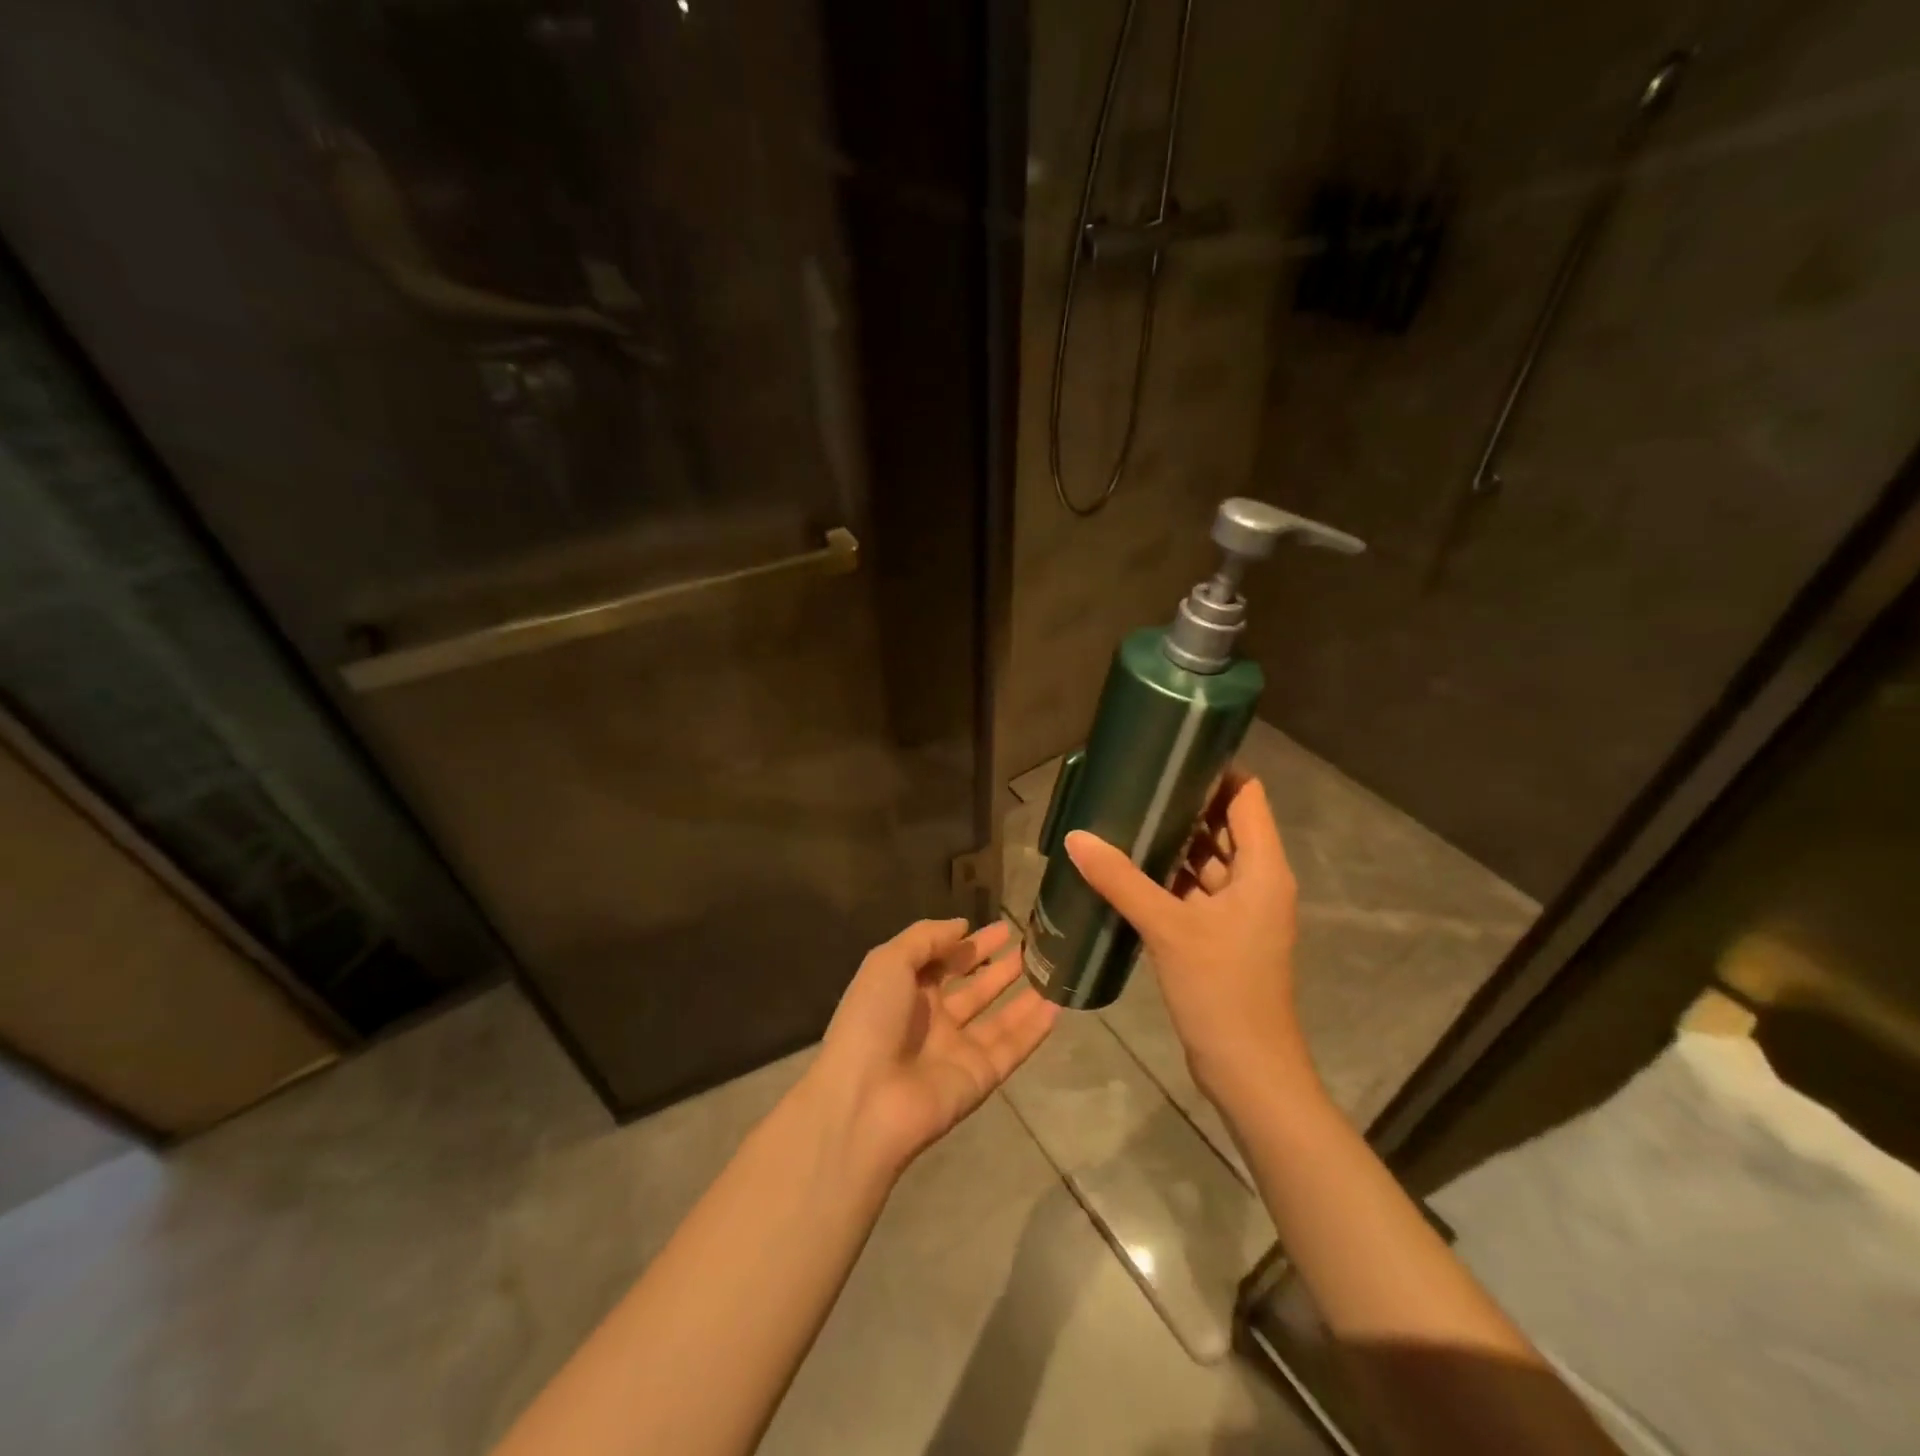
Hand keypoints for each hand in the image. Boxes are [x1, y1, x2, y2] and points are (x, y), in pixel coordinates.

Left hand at [809, 919, 1057, 1178]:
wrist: (866, 1100)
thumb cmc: (872, 1019)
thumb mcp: (888, 962)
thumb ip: (926, 938)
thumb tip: (962, 925)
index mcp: (906, 992)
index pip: (944, 962)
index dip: (971, 944)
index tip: (1003, 928)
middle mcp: (933, 1020)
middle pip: (974, 988)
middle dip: (1001, 967)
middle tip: (1033, 945)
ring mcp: (958, 1050)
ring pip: (999, 1018)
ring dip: (1024, 994)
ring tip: (1054, 968)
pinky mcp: (980, 1077)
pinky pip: (1013, 1048)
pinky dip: (1035, 1029)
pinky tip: (1059, 1005)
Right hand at [1064, 773, 1312, 1106]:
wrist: (1249, 1070)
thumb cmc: (1222, 990)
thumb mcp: (1168, 929)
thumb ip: (1121, 880)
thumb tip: (1076, 837)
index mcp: (1263, 869)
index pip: (1248, 798)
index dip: (1218, 771)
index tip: (1172, 754)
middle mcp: (1259, 882)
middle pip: (1226, 826)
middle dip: (1186, 804)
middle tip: (1137, 783)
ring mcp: (1242, 912)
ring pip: (1210, 861)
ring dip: (1176, 842)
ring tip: (1128, 817)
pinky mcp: (1224, 936)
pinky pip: (1198, 891)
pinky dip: (1172, 877)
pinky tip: (1131, 869)